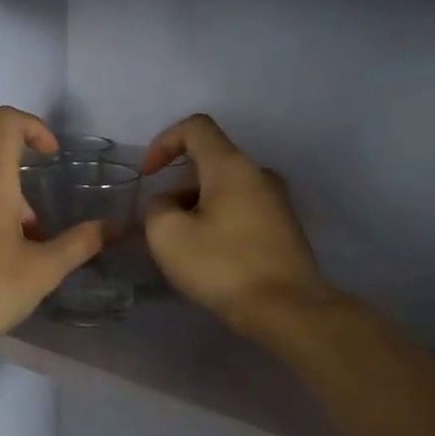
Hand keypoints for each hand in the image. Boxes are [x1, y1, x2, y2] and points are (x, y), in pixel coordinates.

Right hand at [140, 114, 332, 334]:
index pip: (196, 128)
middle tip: (161, 223)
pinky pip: (242, 210)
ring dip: (197, 206)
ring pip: (226, 189)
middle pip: (210, 162)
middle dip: (178, 185)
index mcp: (231, 166)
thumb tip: (167, 203)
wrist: (286, 308)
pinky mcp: (284, 228)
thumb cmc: (223, 265)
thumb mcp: (168, 236)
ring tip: (183, 245)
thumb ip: (156, 208)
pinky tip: (210, 256)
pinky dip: (218, 221)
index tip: (147, 175)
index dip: (164, 142)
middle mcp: (259, 174)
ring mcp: (277, 201)